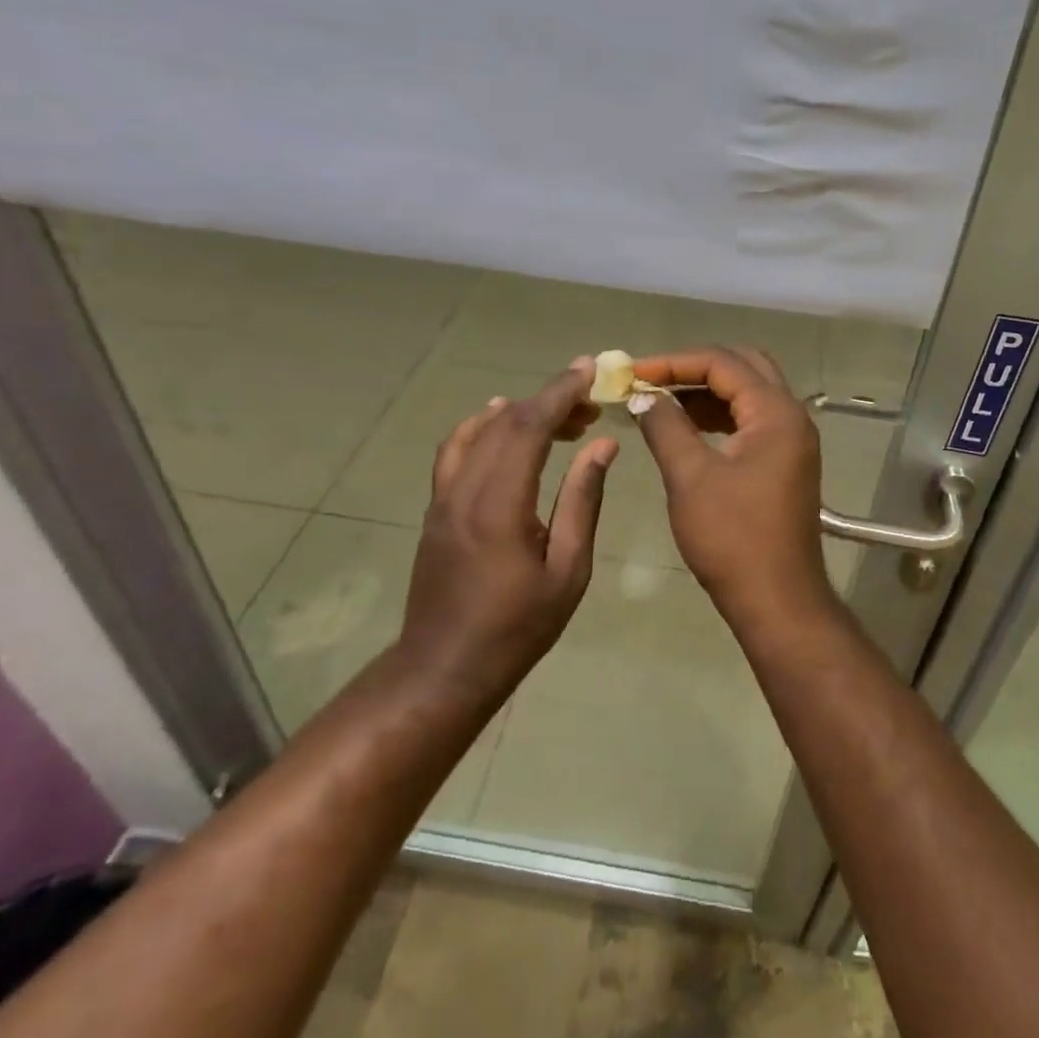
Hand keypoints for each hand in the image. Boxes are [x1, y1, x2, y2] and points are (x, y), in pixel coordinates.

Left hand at [398, 359, 615, 705]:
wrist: (444, 667)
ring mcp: (443, 497)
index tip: (590, 370)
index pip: (530, 427)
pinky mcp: (435, 507)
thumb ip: (582, 500)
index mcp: (501, 505)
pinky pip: (456, 449)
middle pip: (505, 422)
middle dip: (549, 399)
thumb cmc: (517, 627)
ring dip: (519, 411)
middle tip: (589, 401)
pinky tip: (501, 424)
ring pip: (477, 430)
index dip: (561, 392)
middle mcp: (465, 489)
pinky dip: (481, 426)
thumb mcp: (567, 570)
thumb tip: (602, 445)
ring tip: (559, 416)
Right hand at [632, 346, 837, 631]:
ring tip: (660, 401)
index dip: (673, 362)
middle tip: (652, 379)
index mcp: (776, 412)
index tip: (632, 372)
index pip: (722, 363)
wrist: (777, 600)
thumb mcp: (690, 477)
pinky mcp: (785, 462)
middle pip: (743, 367)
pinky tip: (686, 427)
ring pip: (748, 393)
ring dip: (706, 391)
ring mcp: (792, 440)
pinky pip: (751, 420)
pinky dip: (719, 415)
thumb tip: (643, 396)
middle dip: (694, 368)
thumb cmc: (732, 538)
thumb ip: (665, 426)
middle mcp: (791, 416)